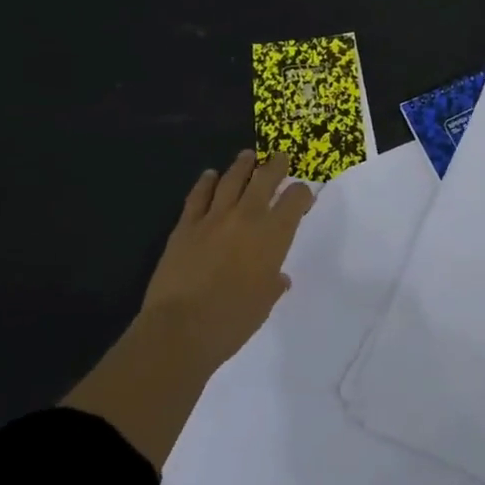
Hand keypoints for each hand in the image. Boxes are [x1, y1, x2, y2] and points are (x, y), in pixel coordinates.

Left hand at [142, 149, 315, 365]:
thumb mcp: (264, 303)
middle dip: (276, 165)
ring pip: (231, 179)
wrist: (181, 328)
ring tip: (248, 156)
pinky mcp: (185, 225)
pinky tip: (209, 176)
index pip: (295, 199)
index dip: (302, 193)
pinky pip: (198, 196)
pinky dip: (206, 182)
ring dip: (242, 166)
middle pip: (265, 179)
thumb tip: (277, 277)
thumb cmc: (233, 320)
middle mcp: (247, 217)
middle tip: (280, 157)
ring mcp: (214, 218)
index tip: (302, 195)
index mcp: (274, 235)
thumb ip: (272, 283)